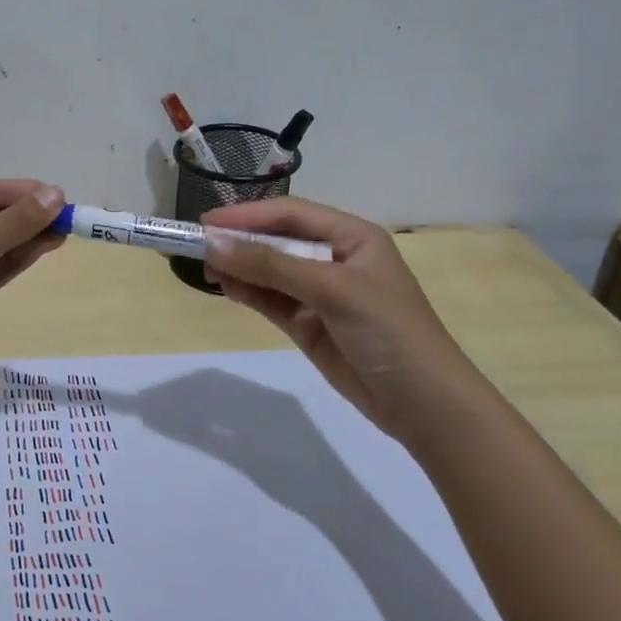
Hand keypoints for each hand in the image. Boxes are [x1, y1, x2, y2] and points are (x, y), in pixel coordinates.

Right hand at [202, 197, 480, 445]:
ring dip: (240, 268)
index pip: (291, 215)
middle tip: (197, 246)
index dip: (248, 215)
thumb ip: (271, 266)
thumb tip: (213, 245)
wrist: (424, 405)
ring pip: (269, 271)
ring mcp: (320, 294)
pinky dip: (248, 292)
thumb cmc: (388, 331)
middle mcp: (335, 258)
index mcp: (352, 237)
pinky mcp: (309, 325)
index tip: (206, 221)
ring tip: (207, 270)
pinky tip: (226, 288)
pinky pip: (271, 300)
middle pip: (277, 240)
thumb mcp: (332, 290)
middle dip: (239, 242)